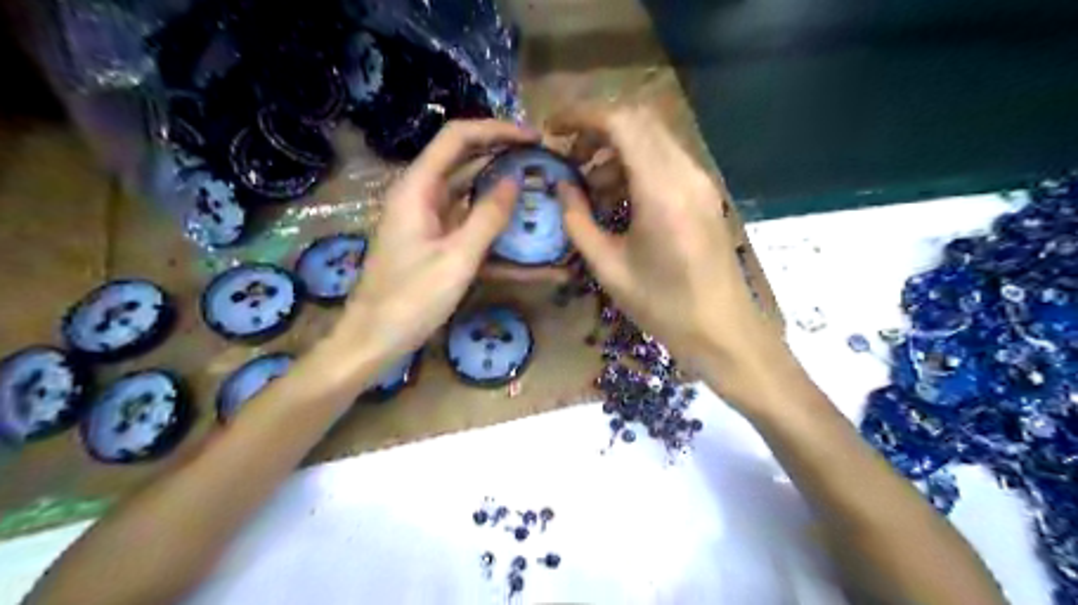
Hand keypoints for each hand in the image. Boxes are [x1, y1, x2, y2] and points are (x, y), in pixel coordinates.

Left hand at [332, 115, 535, 363]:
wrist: (374, 339)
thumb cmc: (411, 299)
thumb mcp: (457, 259)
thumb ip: (488, 217)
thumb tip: (515, 180)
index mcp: (417, 189)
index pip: (457, 138)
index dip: (496, 130)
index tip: (533, 138)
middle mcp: (420, 196)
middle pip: (463, 160)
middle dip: (501, 154)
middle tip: (541, 160)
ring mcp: (426, 220)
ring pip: (467, 191)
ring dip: (499, 186)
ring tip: (537, 186)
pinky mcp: (433, 241)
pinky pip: (466, 221)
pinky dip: (491, 221)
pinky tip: (518, 229)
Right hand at [550, 106, 788, 397]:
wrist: (723, 331)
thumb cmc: (663, 307)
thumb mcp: (609, 268)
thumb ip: (578, 221)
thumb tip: (559, 185)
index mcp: (662, 191)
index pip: (621, 122)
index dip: (582, 116)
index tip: (552, 128)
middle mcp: (686, 174)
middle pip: (639, 120)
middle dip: (596, 128)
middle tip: (567, 155)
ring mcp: (700, 181)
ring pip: (653, 138)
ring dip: (615, 148)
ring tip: (587, 185)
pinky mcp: (703, 193)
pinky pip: (665, 160)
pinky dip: (635, 165)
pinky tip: (616, 197)